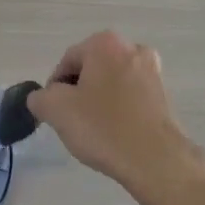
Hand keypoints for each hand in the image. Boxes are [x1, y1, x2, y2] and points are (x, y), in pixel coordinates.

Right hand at [27, 32, 204, 196]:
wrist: (156, 160)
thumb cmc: (103, 127)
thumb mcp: (56, 110)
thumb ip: (40, 97)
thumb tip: (43, 98)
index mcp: (104, 43)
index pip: (67, 61)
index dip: (55, 88)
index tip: (55, 113)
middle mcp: (131, 48)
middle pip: (90, 69)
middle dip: (78, 92)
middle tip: (73, 121)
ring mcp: (152, 71)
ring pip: (111, 83)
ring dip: (99, 101)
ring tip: (95, 131)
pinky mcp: (164, 94)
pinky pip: (130, 97)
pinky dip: (119, 110)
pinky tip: (115, 134)